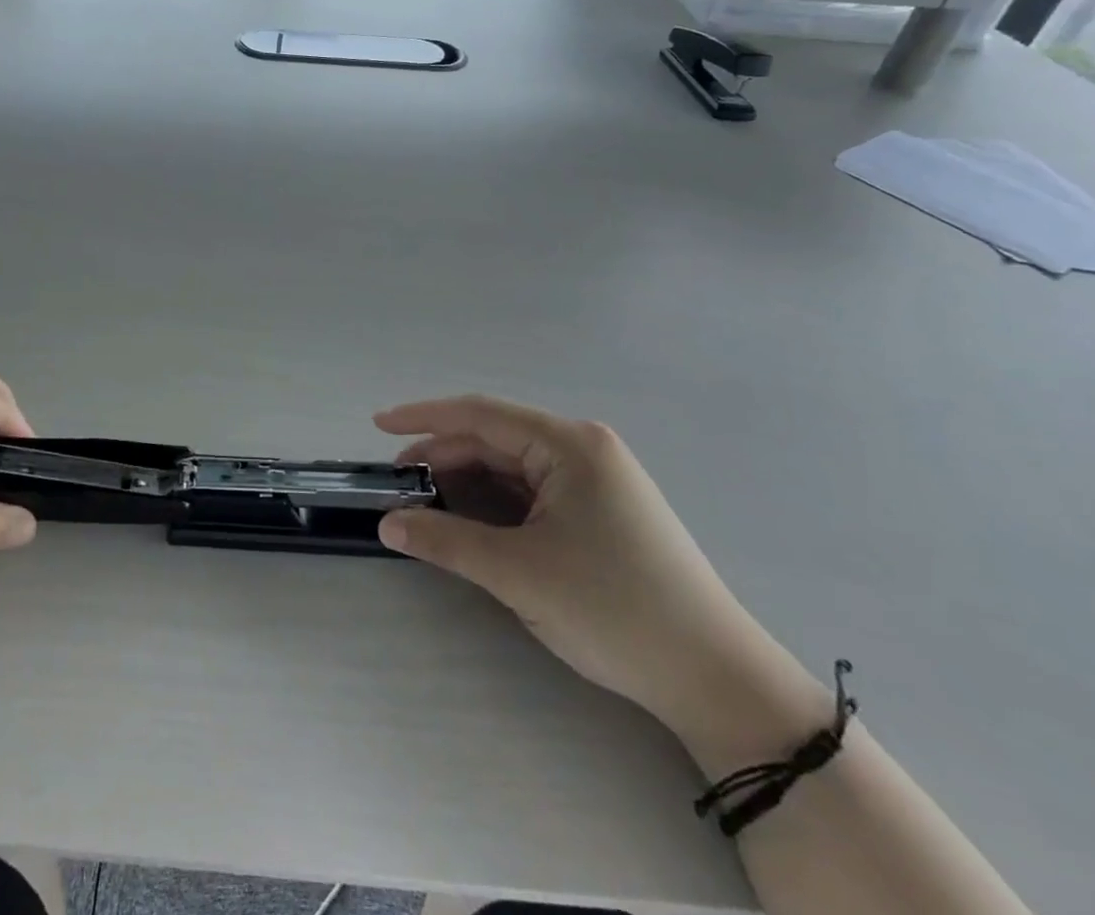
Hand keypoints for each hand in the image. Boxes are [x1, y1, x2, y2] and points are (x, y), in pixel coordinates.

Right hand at [376, 396, 773, 736]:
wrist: (716, 680)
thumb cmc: (614, 609)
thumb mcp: (519, 573)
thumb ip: (445, 541)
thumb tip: (387, 524)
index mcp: (569, 444)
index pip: (479, 414)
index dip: (423, 418)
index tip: (378, 426)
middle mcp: (583, 449)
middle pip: (494, 440)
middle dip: (443, 459)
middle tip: (398, 487)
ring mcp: (596, 480)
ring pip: (512, 468)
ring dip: (467, 483)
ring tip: (427, 507)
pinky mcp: (601, 511)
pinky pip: (533, 492)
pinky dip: (496, 504)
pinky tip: (472, 524)